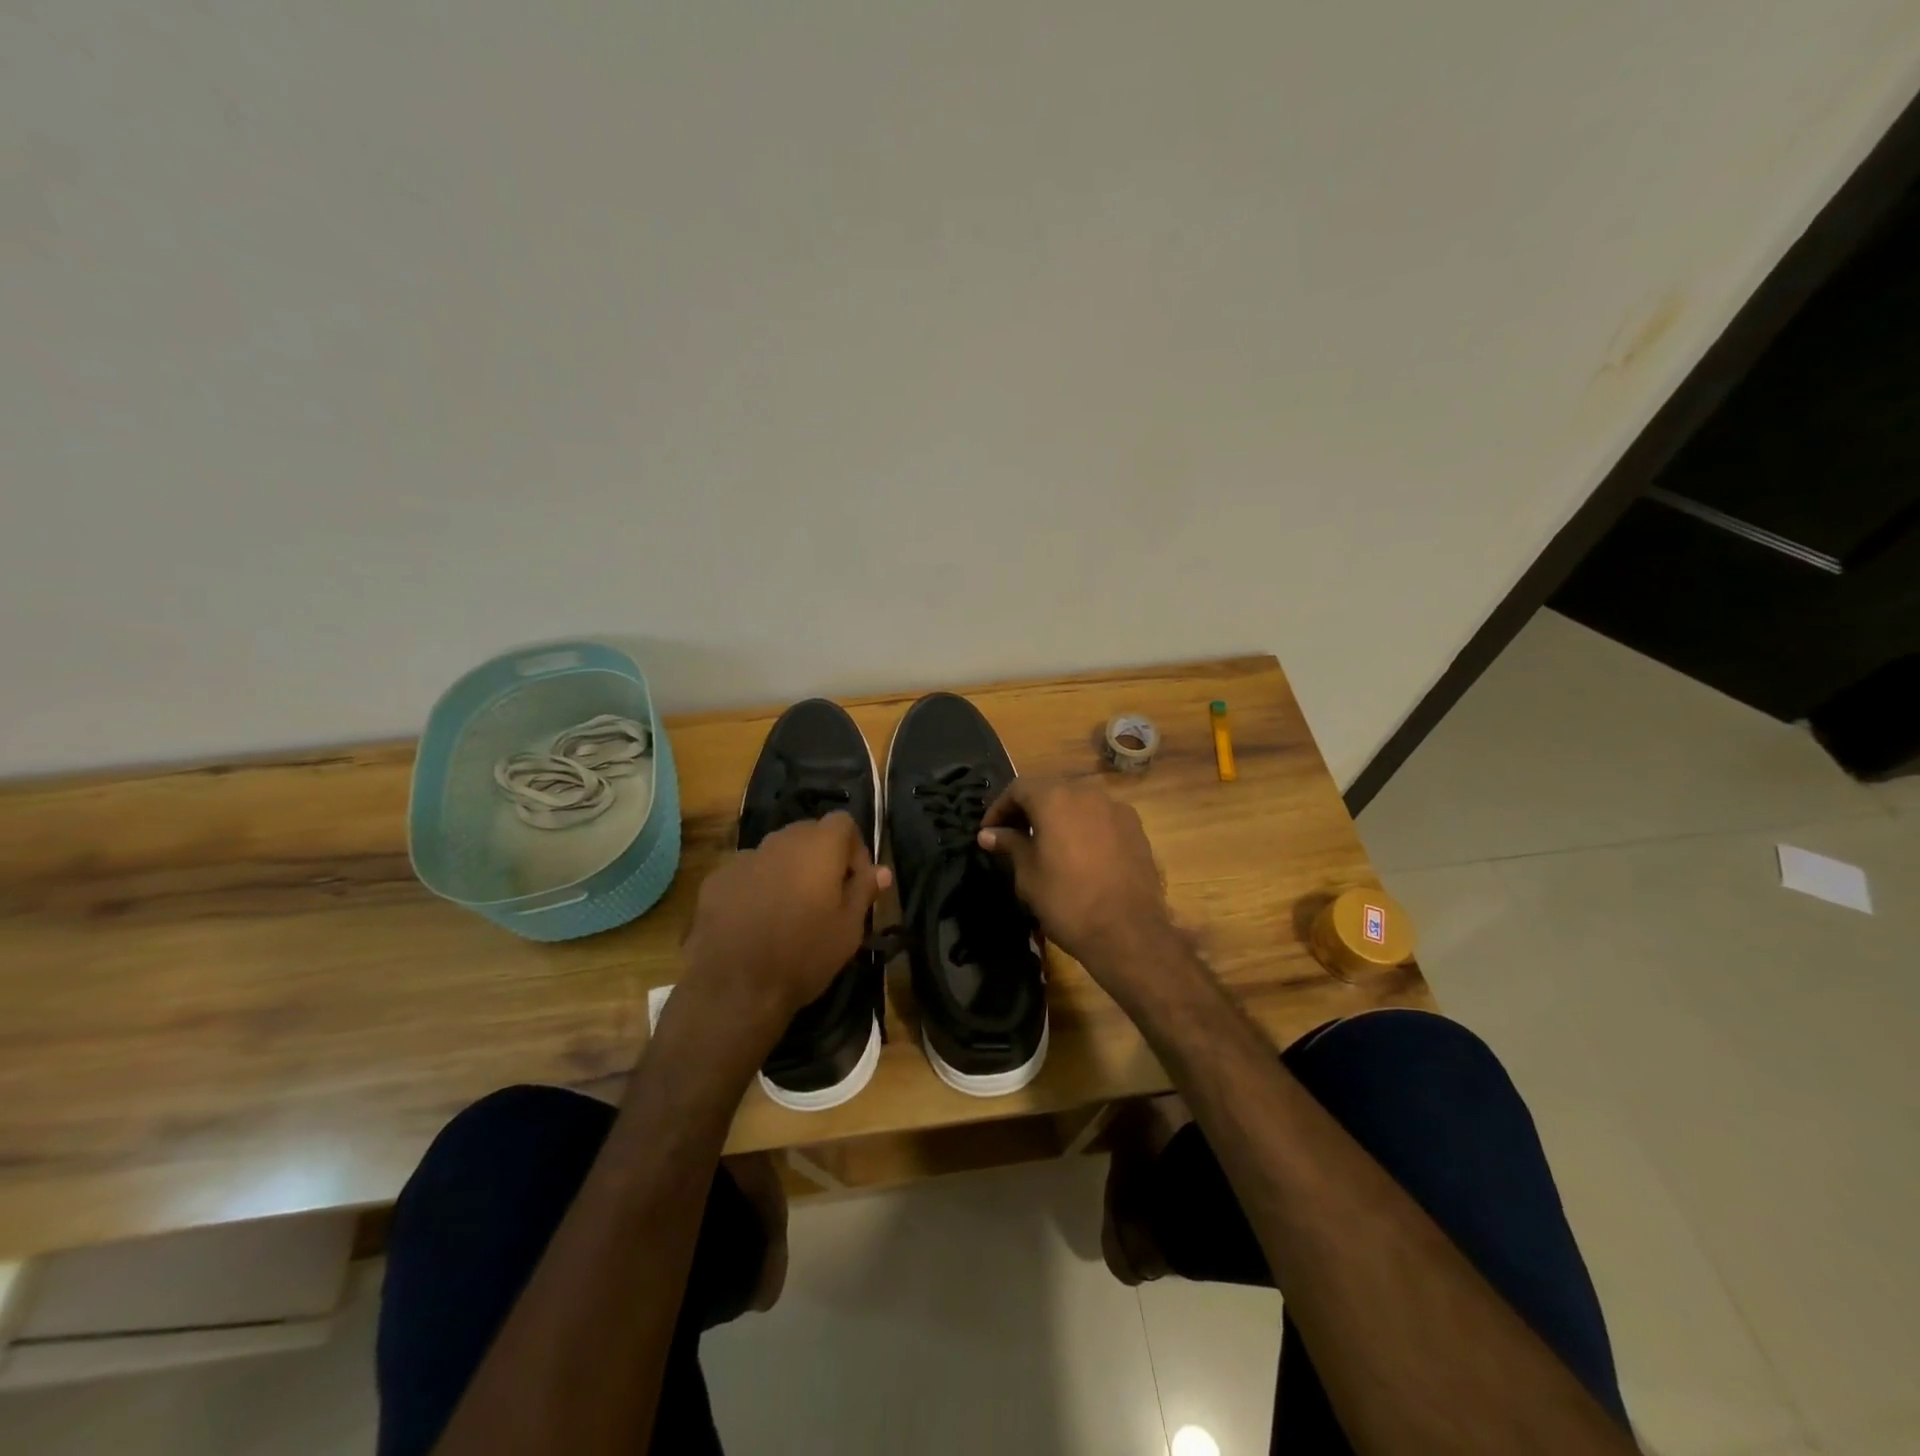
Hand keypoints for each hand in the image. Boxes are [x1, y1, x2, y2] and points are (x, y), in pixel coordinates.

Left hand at [680, 813, 889, 1050]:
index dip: (855, 847)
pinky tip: (755, 920)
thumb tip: (882, 871)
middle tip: (826, 895)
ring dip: (788, 870)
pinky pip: (747, 872)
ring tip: (789, 909)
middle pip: (808, 832)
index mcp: (818, 847)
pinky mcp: (716, 880)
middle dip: (821, 856)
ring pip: (775, 852)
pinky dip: (757, 885)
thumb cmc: (804, 956)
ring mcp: (744, 858)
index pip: (843, 821)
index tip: (856, 882)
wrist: (734, 988)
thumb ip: (864, 891)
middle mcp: (780, 841)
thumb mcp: (849, 929)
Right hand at [977, 778, 1178, 987]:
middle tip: (1014, 836)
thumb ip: (1010, 844)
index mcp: (1054, 798)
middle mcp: (1086, 793)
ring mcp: (1115, 808)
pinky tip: (1080, 853)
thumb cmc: (1067, 901)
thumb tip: (989, 834)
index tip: (989, 832)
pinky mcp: (1135, 827)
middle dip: (1028, 809)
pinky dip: (1084, 826)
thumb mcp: (1028, 874)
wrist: (1128, 932)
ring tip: (1047, 844)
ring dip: (1058, 816)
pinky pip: (1101, 817)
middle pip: (1050, 790)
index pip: (1018, 788)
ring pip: (1077, 802)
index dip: (999, 808)